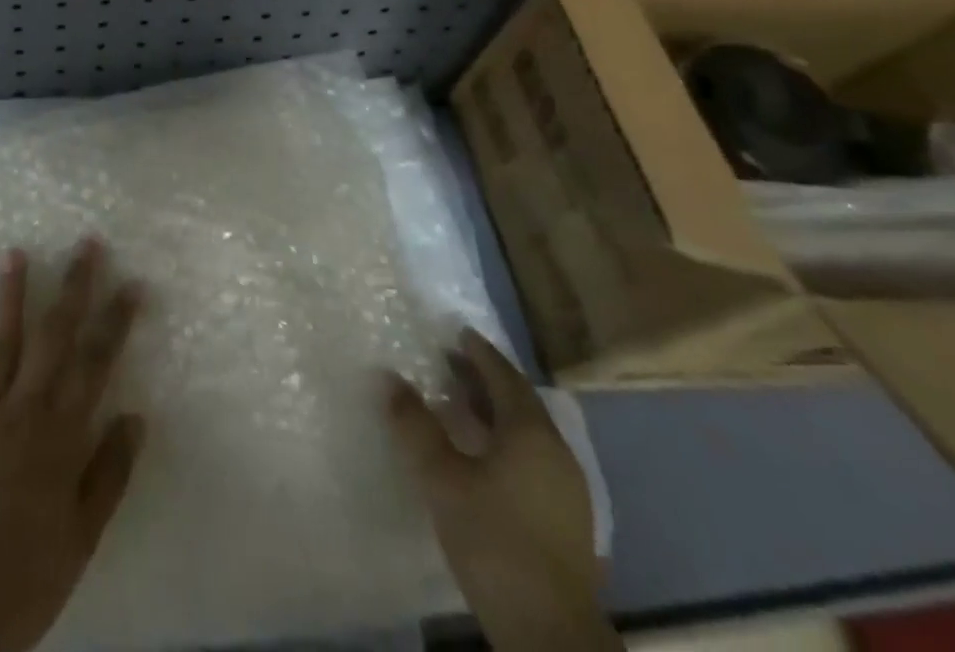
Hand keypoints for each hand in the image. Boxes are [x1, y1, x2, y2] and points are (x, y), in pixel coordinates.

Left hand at [0, 239, 144, 651]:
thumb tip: (136, 416)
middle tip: (86, 244)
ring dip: (9, 296)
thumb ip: (109, 474)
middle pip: (52, 337)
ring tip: (15, 251)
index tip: (132, 283)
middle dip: (72, 288)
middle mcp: (22, 411)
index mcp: (60, 436)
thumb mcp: (82, 538)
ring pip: (0, 344)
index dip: (115, 321)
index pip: (95, 363)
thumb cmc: (25, 580)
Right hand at [386, 327, 619, 651]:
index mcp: (530, 432)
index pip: (504, 376)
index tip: (458, 332)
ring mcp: (567, 488)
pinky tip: (484, 455)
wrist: (550, 633)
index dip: (480, 352)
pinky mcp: (567, 519)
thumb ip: (414, 425)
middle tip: (452, 362)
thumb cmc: (494, 540)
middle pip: (520, 401)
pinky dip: (507, 440)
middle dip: (486, 378)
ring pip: (529, 431)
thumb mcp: (441, 478)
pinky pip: (534, 456)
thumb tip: (387, 376)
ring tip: (462, 404)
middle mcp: (556, 451)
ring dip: (496, 411)